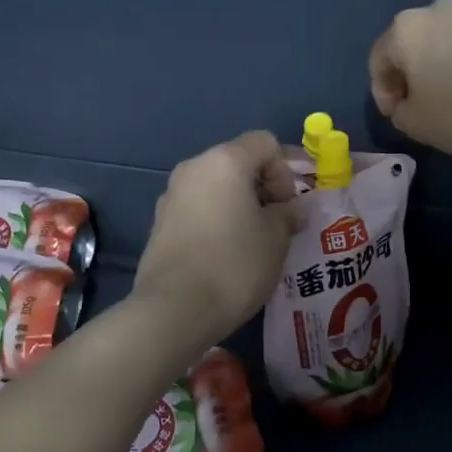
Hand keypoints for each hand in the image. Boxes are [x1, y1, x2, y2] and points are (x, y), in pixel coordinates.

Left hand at [135, 131, 297, 342]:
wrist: (175, 309)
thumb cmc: (235, 264)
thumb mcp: (276, 238)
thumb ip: (288, 214)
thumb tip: (291, 210)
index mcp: (225, 161)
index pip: (264, 143)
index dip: (285, 171)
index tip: (287, 207)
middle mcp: (193, 168)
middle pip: (238, 162)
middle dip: (262, 188)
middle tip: (275, 225)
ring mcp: (171, 195)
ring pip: (216, 187)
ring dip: (239, 205)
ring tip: (252, 242)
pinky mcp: (160, 223)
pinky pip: (198, 209)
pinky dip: (216, 220)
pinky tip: (225, 254)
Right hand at [368, 0, 451, 155]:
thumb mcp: (418, 125)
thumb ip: (401, 113)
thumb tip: (408, 105)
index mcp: (407, 29)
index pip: (379, 60)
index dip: (382, 93)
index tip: (396, 117)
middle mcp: (440, 9)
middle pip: (416, 44)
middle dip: (415, 75)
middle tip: (424, 106)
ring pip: (451, 41)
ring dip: (448, 67)